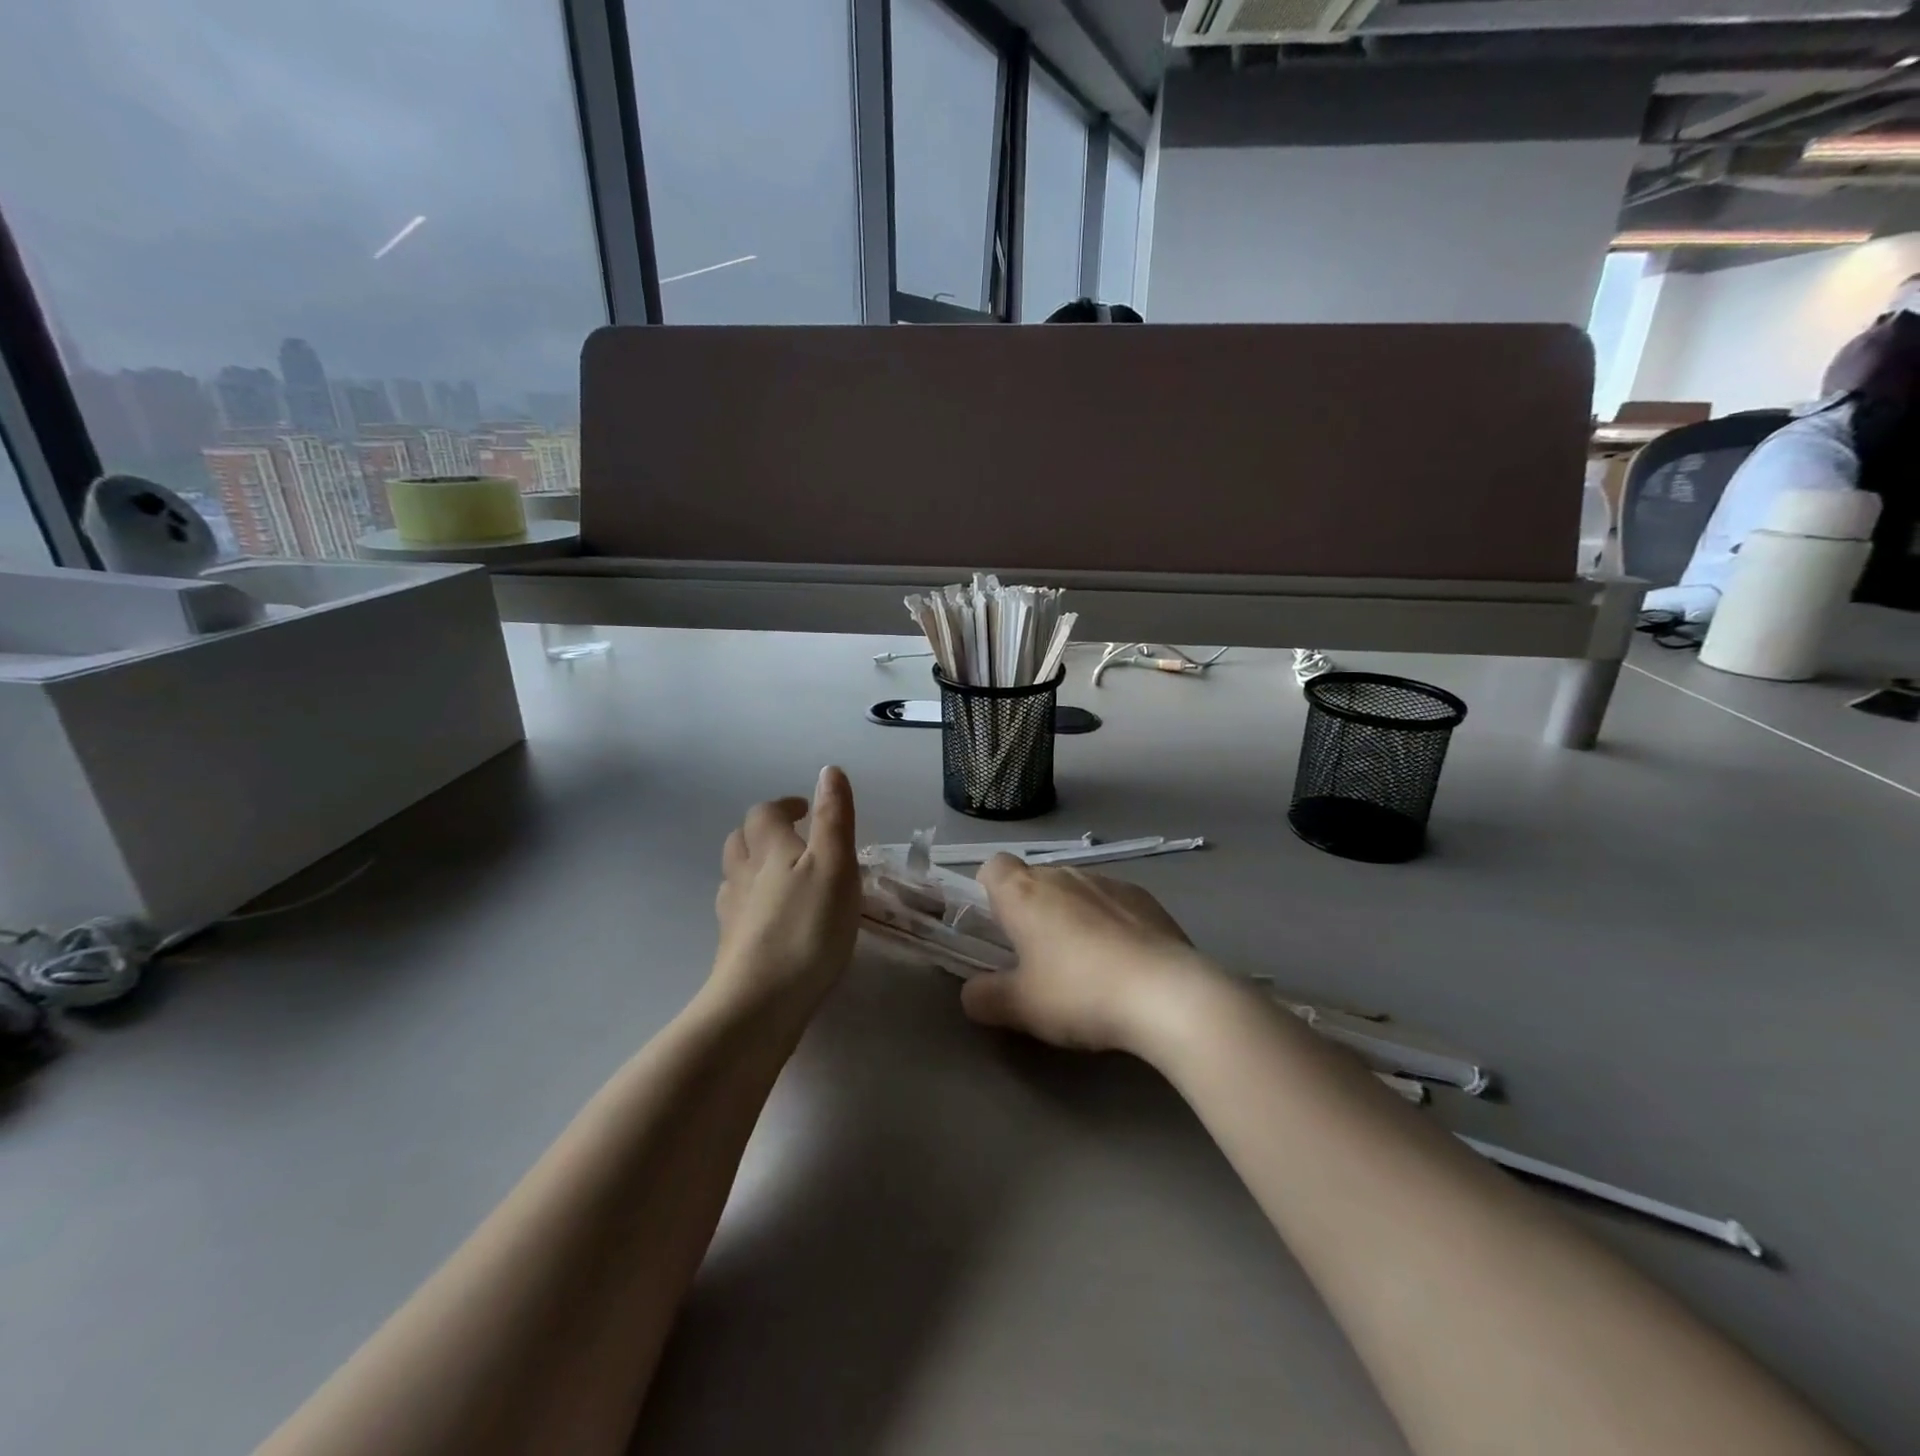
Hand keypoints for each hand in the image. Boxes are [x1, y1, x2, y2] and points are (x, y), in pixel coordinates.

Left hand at [711, 766, 860, 1011]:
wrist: (760, 1002)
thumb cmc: (807, 927)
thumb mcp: (835, 865)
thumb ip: (833, 818)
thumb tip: (828, 770)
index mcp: (769, 849)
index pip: (765, 813)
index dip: (784, 806)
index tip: (805, 810)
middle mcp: (743, 874)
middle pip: (741, 841)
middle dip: (763, 832)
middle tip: (793, 840)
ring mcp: (732, 913)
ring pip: (735, 876)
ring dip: (755, 866)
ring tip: (784, 877)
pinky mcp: (732, 947)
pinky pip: (738, 911)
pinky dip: (753, 903)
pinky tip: (772, 920)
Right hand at [960, 855, 1217, 1054]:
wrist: (1166, 994)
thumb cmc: (1079, 993)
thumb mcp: (1020, 1008)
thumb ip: (985, 997)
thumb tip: (972, 992)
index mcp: (1024, 893)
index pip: (993, 866)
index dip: (989, 892)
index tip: (999, 929)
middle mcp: (1063, 875)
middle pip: (1035, 880)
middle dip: (1031, 910)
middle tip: (1037, 958)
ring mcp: (1108, 882)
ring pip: (1075, 890)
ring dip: (1071, 916)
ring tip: (1086, 965)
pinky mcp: (1145, 897)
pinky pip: (1112, 902)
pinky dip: (1109, 922)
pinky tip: (1124, 962)